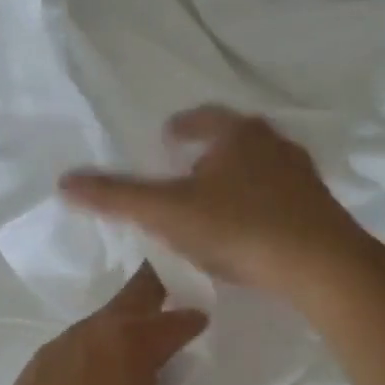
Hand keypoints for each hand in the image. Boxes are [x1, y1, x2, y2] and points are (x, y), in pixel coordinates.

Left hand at [0, 265, 204, 384]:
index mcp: (130, 342)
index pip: (174, 320)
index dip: (194, 320)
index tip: (203, 322)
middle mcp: (90, 334)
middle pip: (131, 298)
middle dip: (155, 289)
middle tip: (170, 289)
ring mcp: (55, 351)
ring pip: (98, 327)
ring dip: (120, 332)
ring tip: (134, 354)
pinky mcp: (31, 376)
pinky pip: (73, 356)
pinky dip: (92, 361)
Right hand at [59, 106, 369, 298]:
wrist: (320, 265)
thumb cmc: (238, 228)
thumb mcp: (167, 213)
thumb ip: (117, 197)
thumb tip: (64, 182)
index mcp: (236, 134)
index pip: (202, 119)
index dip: (181, 127)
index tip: (167, 139)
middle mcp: (273, 144)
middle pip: (234, 139)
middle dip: (209, 151)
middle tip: (186, 170)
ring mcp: (300, 175)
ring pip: (260, 167)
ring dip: (235, 178)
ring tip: (214, 202)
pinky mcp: (318, 207)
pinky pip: (279, 197)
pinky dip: (258, 204)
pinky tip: (249, 231)